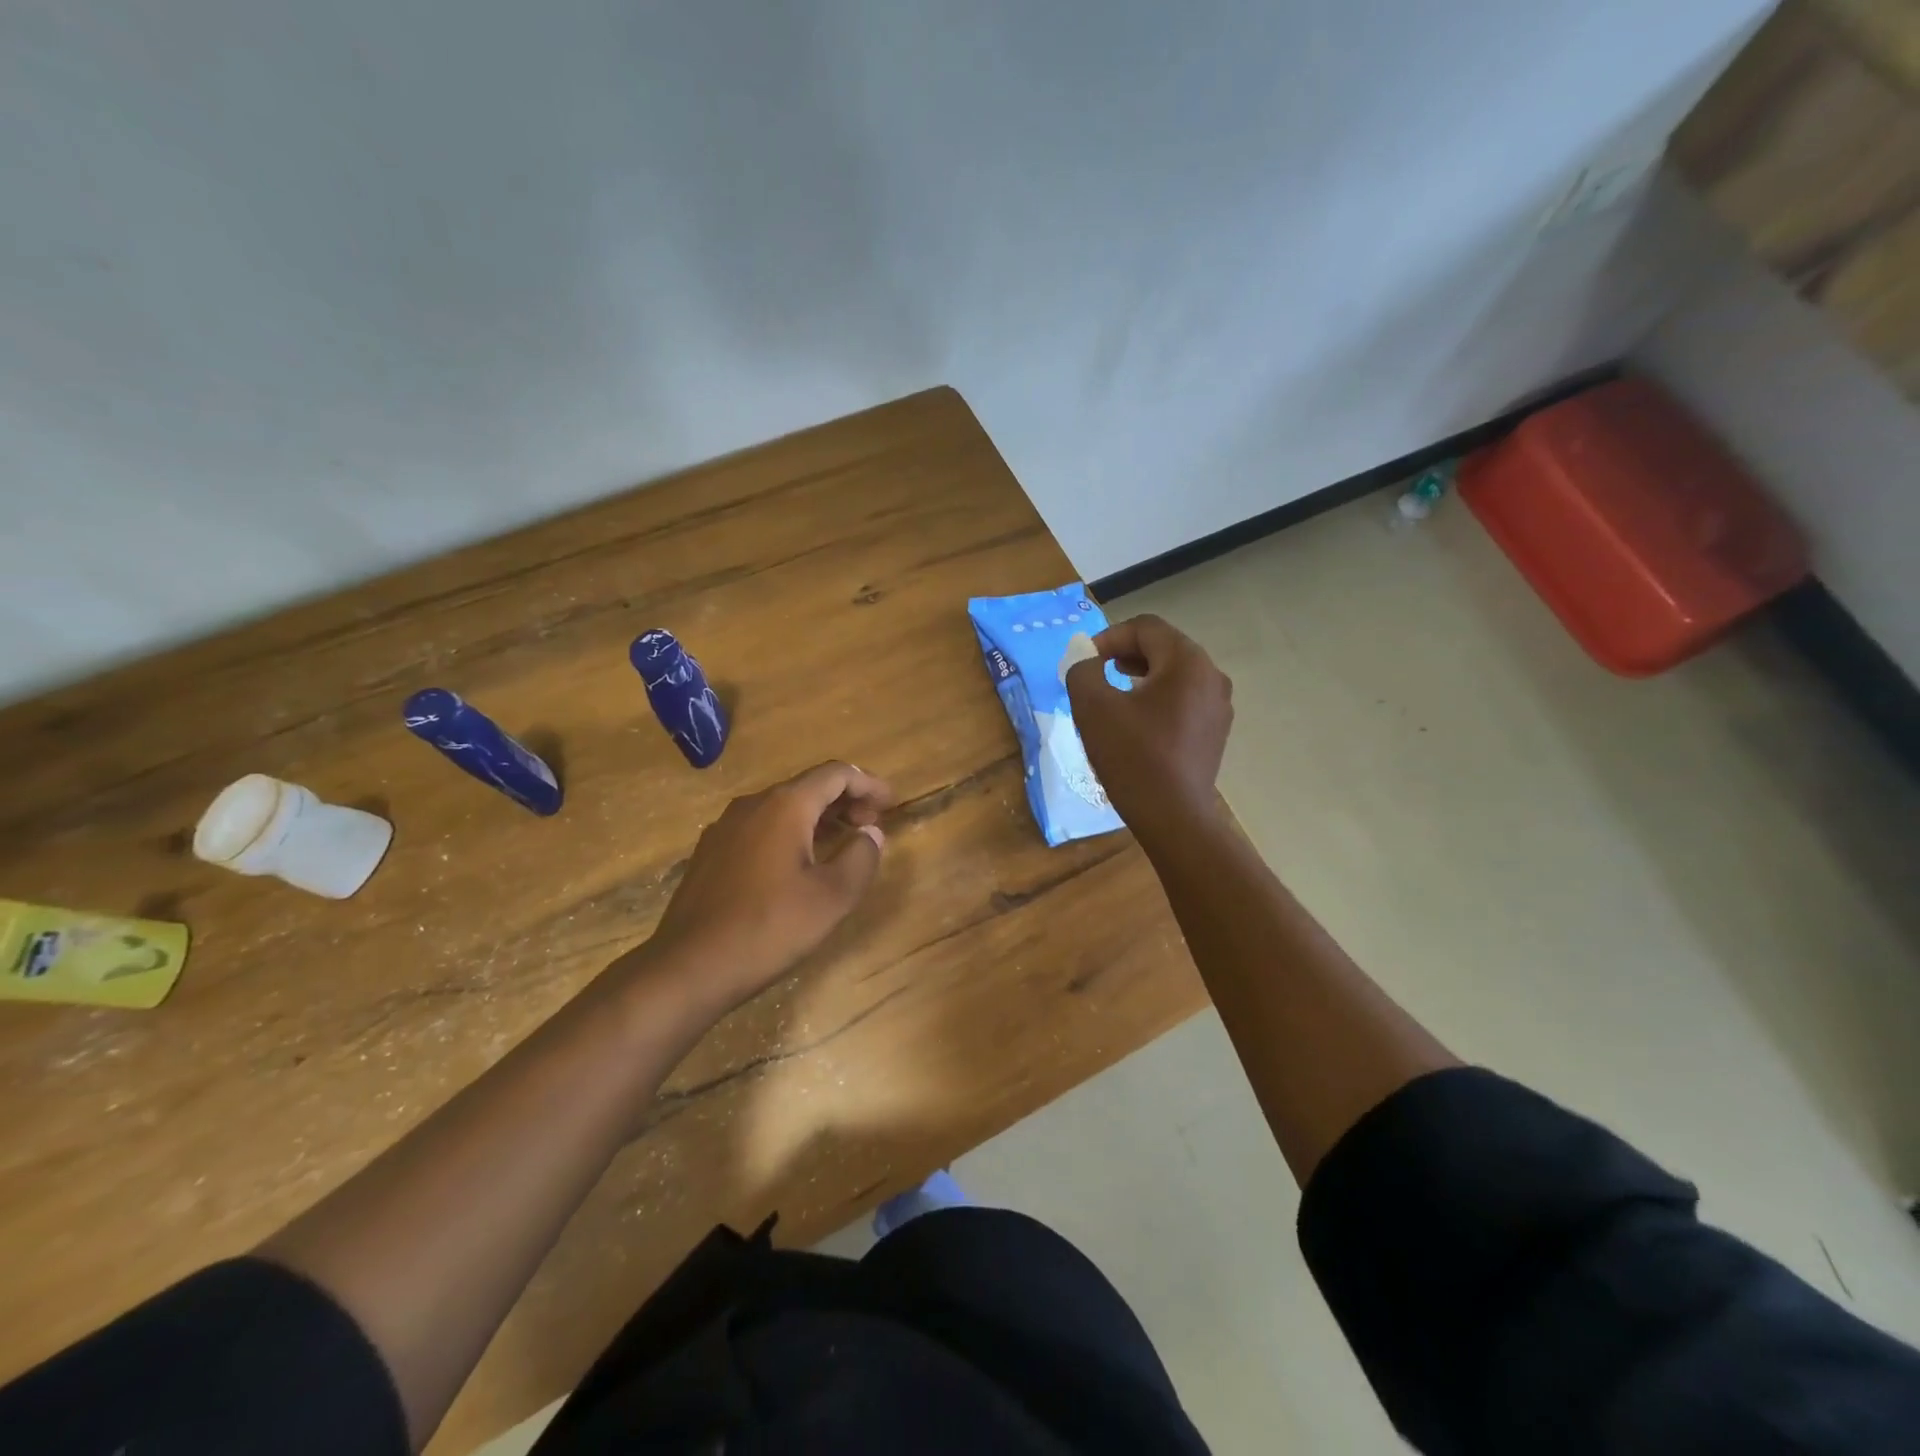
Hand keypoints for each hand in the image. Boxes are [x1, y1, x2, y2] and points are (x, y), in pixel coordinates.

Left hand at [648, 761, 893, 1011]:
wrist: (689, 967)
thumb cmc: (769, 927)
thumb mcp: (832, 896)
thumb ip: (861, 856)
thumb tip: (870, 834)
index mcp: (785, 806)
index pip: (836, 774)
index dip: (868, 784)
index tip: (891, 805)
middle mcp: (752, 804)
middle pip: (808, 786)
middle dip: (845, 801)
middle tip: (870, 827)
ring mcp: (725, 827)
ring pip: (783, 808)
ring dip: (818, 818)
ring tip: (841, 845)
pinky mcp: (711, 853)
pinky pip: (761, 828)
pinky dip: (791, 833)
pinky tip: (799, 866)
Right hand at [1065, 614, 1232, 836]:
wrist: (1173, 817)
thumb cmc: (1132, 757)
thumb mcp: (1093, 707)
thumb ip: (1082, 670)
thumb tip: (1085, 658)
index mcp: (1187, 662)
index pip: (1145, 628)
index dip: (1109, 637)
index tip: (1084, 661)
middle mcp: (1211, 676)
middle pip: (1163, 647)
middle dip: (1125, 654)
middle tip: (1096, 674)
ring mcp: (1218, 706)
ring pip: (1174, 674)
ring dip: (1140, 676)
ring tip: (1113, 695)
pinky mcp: (1215, 731)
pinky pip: (1183, 699)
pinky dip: (1157, 699)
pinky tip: (1136, 723)